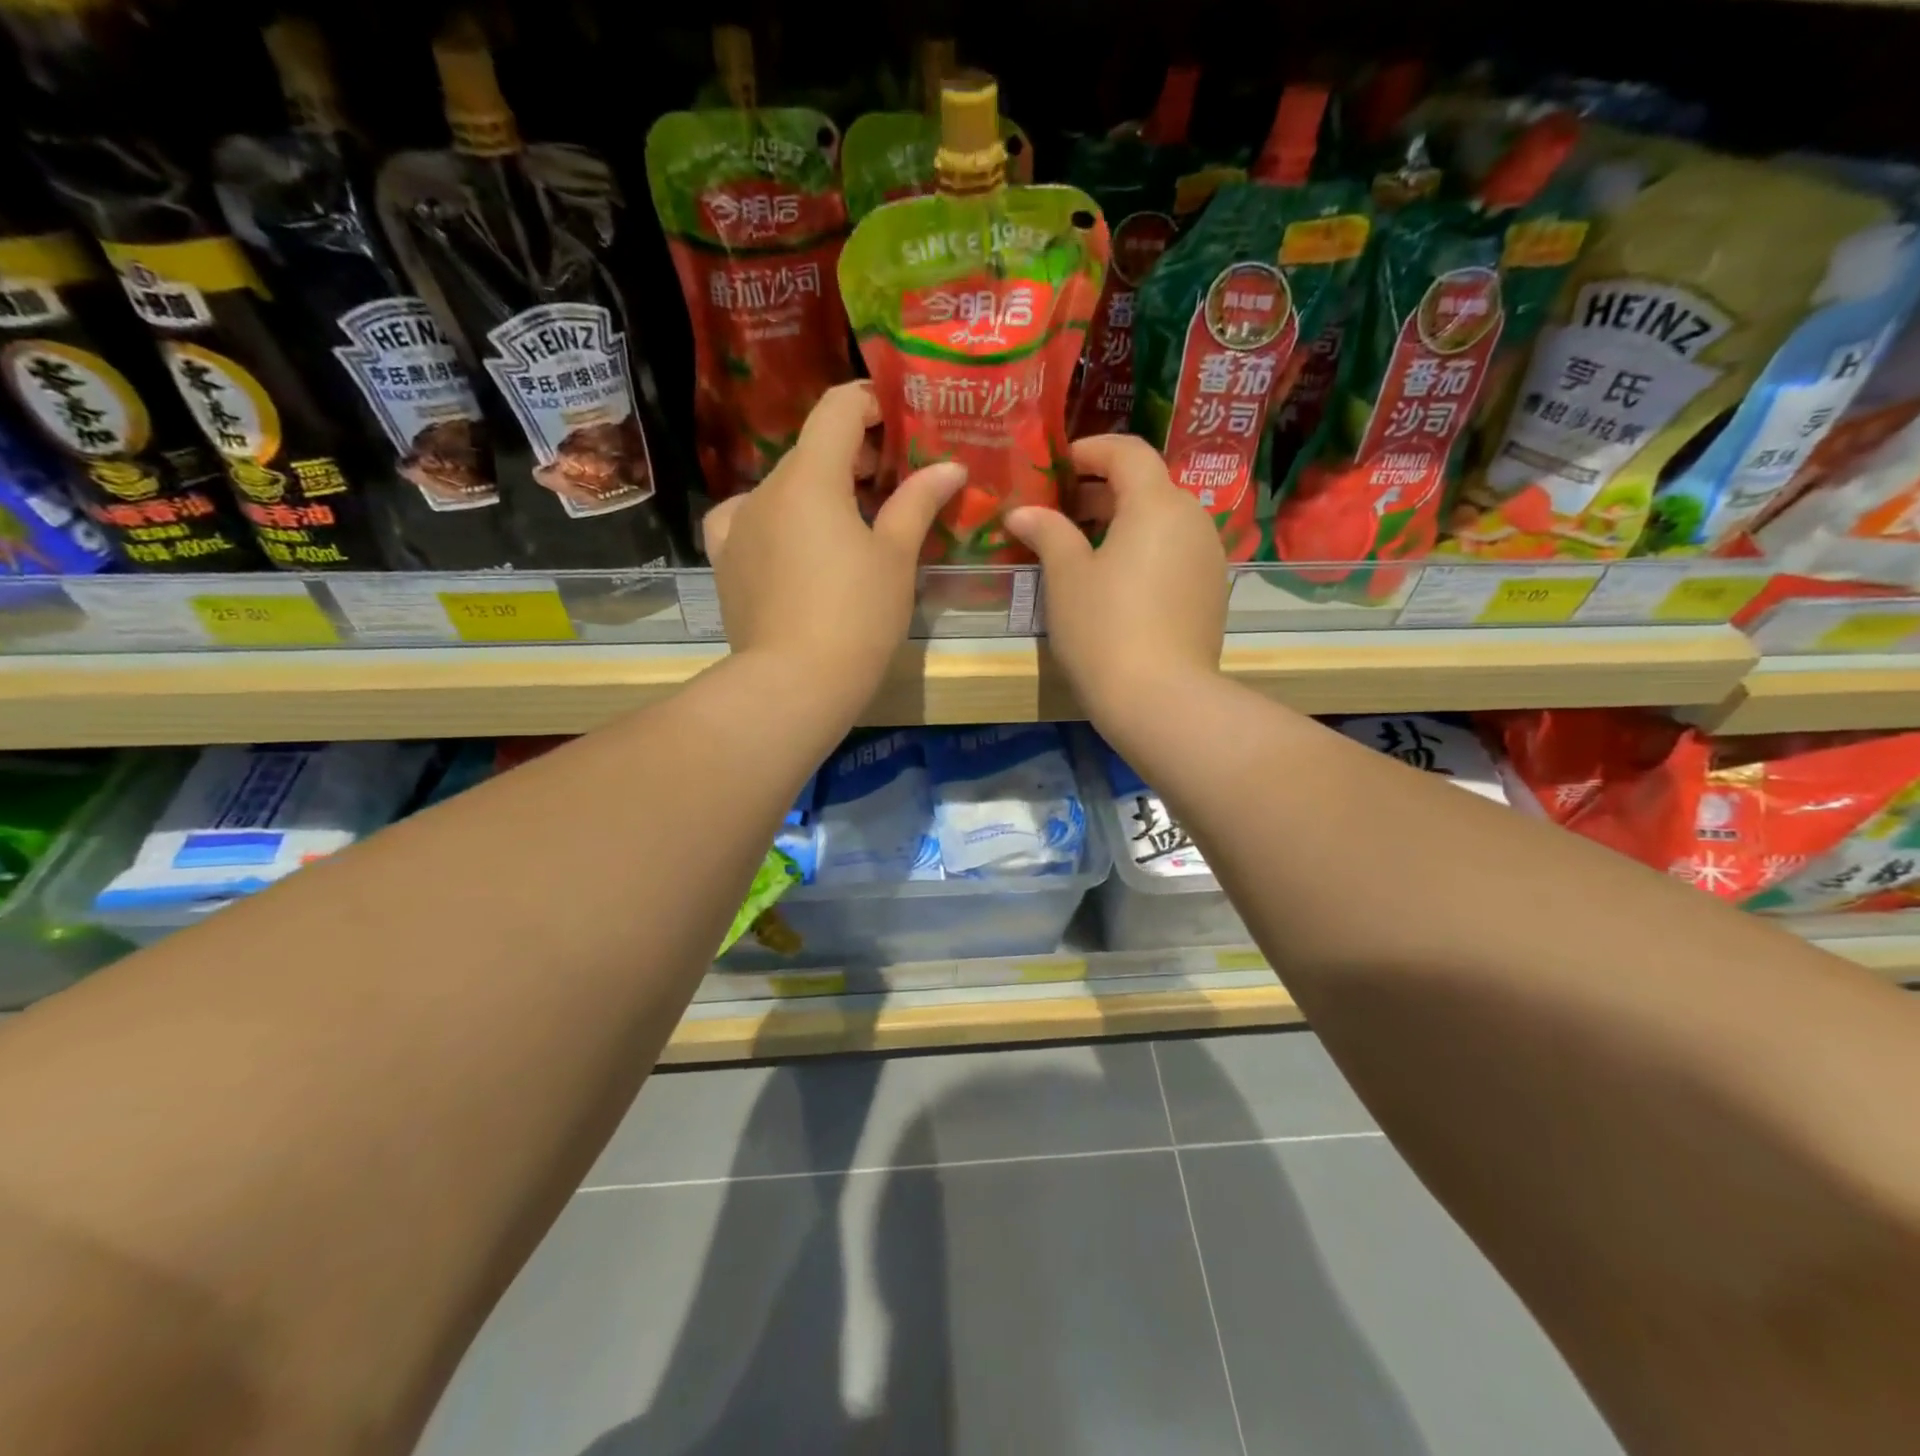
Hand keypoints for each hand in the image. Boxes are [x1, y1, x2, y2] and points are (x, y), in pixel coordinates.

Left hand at [703, 383, 966, 699]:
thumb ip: (918, 502)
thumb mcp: (895, 558)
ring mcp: (737, 524)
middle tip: (891, 486)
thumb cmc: (856, 617)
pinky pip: (749, 520)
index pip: (837, 408)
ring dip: (819, 492)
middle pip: (812, 449)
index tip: (900, 423)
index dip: (871, 403)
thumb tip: (950, 466)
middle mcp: (764, 488)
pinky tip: (794, 544)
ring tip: (850, 528)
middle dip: (852, 456)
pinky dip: (778, 520)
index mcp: (810, 476)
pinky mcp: (724, 560)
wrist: (794, 684)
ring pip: (784, 488)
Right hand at [1006, 434, 1225, 723]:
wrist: (1161, 699)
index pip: (1128, 451)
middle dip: (1104, 490)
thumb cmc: (1104, 628)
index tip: (1060, 465)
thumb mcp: (1066, 577)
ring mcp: (1209, 557)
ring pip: (1164, 521)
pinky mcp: (1211, 592)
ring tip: (1084, 548)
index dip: (1091, 450)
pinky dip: (1145, 550)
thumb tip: (1023, 512)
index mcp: (1157, 504)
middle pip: (1148, 485)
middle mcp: (1193, 520)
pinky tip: (1117, 582)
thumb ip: (1047, 532)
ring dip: (1124, 522)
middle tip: (1062, 511)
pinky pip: (1175, 552)